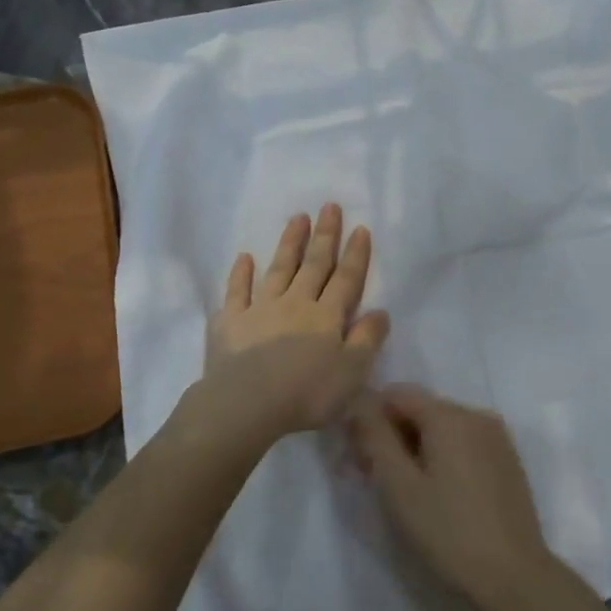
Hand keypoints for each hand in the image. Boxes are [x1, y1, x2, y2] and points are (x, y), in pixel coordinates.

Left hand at [197, 204, 390, 446]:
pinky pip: (237, 291)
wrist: (247, 403)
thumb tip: (380, 311)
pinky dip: (241, 273)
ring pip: (278, 269)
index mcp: (326, 317)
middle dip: (324, 236)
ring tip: (297, 218)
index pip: (345, 280)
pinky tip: (245, 258)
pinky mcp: (230, 321)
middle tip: (329, 206)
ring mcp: (260, 309)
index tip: (360, 228)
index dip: (355, 255)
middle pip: (313, 265)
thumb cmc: (306, 394)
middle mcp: (295, 304)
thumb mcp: (352, 373)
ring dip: (289, 243)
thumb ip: (367, 340)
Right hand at [350, 385, 555, 610]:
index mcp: (450, 416)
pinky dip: (442, 457)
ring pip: (443, 428)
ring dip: (416, 448)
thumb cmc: (448, 531)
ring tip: (404, 490)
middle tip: (373, 477)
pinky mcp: (507, 462)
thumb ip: (374, 436)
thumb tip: (359, 400)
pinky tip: (437, 493)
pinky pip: (464, 444)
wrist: (514, 577)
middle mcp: (477, 415)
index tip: (358, 455)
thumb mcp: (398, 485)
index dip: (370, 418)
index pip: (397, 394)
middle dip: (393, 435)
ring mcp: (497, 438)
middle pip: (421, 409)